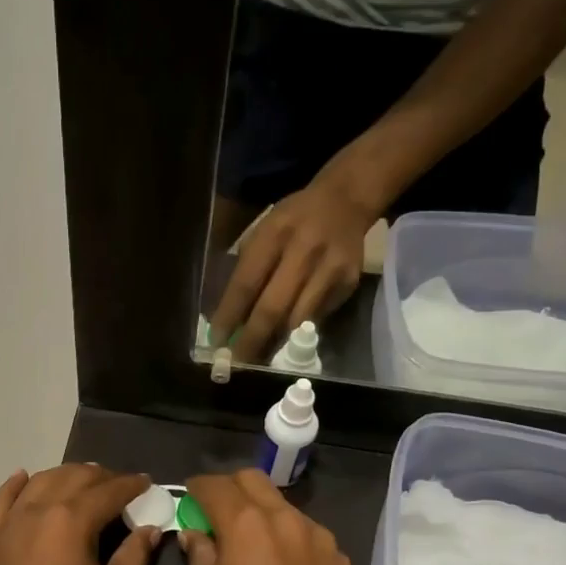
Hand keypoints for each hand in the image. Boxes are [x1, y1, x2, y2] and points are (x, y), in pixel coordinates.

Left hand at [0, 465, 162, 564]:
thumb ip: (133, 558)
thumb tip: (150, 529)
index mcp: (72, 520)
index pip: (109, 491)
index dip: (131, 484)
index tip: (146, 482)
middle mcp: (39, 509)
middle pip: (74, 477)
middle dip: (101, 476)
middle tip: (118, 484)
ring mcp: (10, 521)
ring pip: (40, 481)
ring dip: (65, 474)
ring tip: (82, 479)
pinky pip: (2, 499)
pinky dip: (16, 484)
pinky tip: (24, 477)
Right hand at [178, 470, 377, 564]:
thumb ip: (198, 557)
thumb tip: (195, 535)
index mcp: (245, 524)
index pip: (215, 485)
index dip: (196, 487)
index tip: (188, 496)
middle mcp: (284, 517)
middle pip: (252, 479)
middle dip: (230, 488)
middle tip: (217, 512)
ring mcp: (316, 535)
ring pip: (282, 505)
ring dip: (261, 512)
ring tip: (252, 544)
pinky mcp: (337, 556)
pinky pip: (305, 532)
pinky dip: (287, 537)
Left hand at [210, 180, 374, 362]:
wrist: (345, 201)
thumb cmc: (293, 220)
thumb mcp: (264, 230)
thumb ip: (247, 268)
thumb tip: (228, 317)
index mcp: (274, 234)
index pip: (246, 283)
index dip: (229, 316)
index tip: (216, 341)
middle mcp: (304, 251)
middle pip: (273, 307)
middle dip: (251, 340)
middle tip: (237, 363)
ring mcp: (330, 269)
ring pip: (298, 319)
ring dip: (275, 344)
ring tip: (259, 360)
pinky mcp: (348, 282)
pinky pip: (318, 317)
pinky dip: (299, 332)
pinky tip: (287, 341)